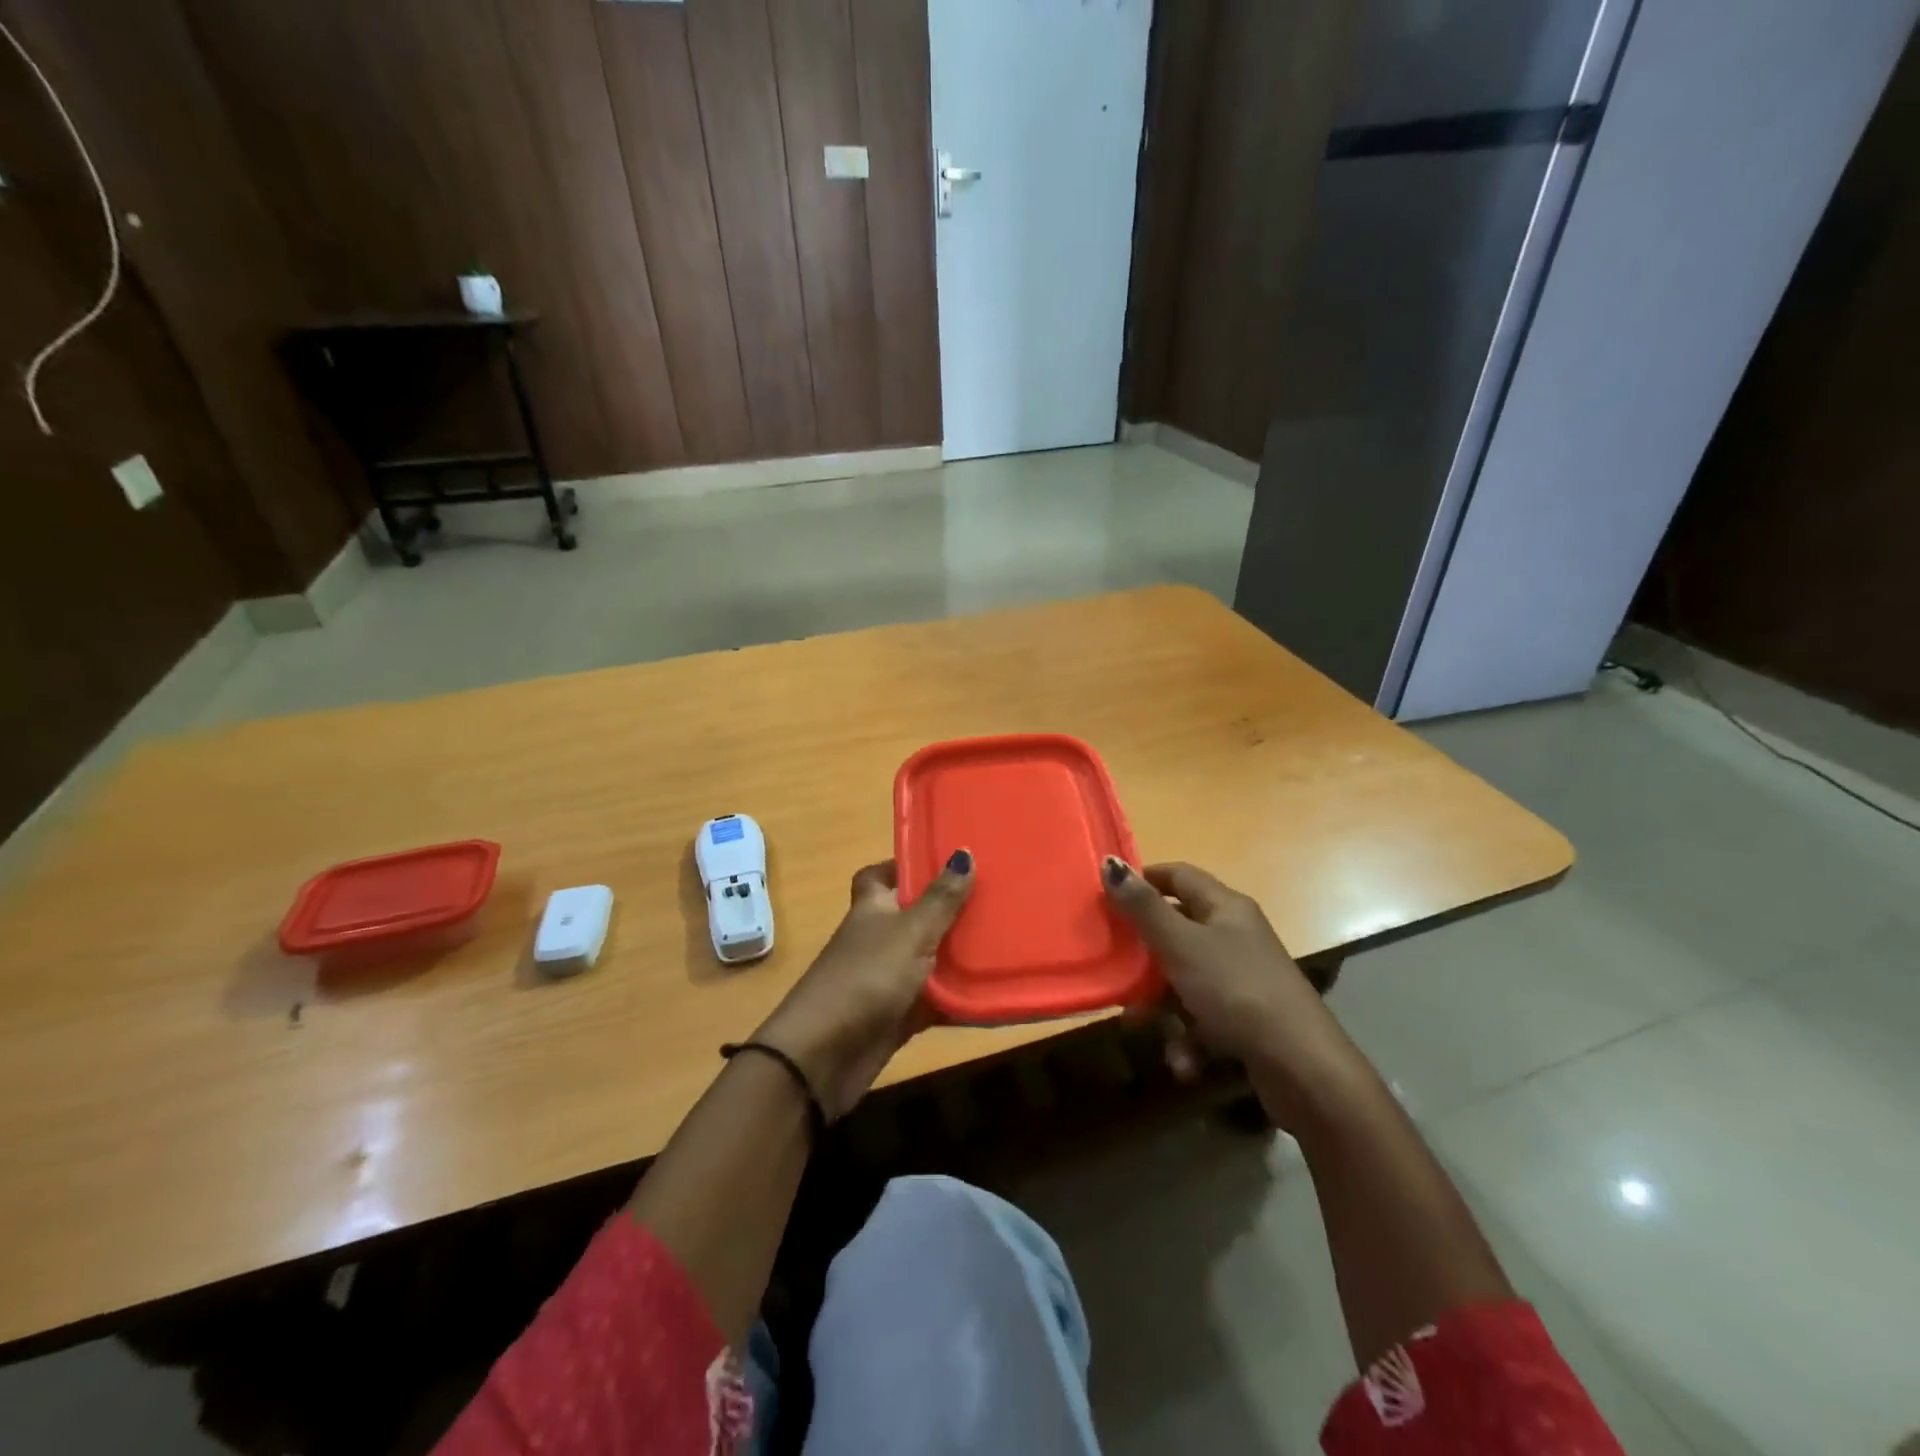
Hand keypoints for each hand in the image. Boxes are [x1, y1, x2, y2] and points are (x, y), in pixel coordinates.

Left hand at [753, 852, 973, 1118]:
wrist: (824, 1055)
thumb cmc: (866, 977)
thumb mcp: (910, 931)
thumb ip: (940, 898)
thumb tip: (964, 852)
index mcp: (873, 907)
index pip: (882, 875)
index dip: (907, 866)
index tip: (947, 862)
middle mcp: (879, 938)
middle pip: (915, 916)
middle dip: (950, 910)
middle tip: (996, 899)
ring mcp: (887, 978)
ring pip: (929, 959)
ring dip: (959, 956)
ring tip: (1007, 942)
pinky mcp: (898, 1015)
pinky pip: (934, 1001)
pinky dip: (958, 999)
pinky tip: (994, 994)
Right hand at [1102, 858, 1363, 1122]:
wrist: (1301, 1066)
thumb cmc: (1235, 990)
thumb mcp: (1181, 945)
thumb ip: (1143, 908)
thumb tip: (1110, 862)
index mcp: (1225, 907)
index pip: (1178, 875)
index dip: (1143, 880)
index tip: (1107, 896)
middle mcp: (1235, 936)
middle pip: (1177, 930)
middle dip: (1143, 954)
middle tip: (1112, 965)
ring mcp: (1242, 978)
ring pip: (1185, 979)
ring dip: (1160, 1005)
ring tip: (1139, 1026)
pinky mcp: (1246, 1018)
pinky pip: (1204, 1018)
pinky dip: (1189, 1039)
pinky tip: (1184, 1061)